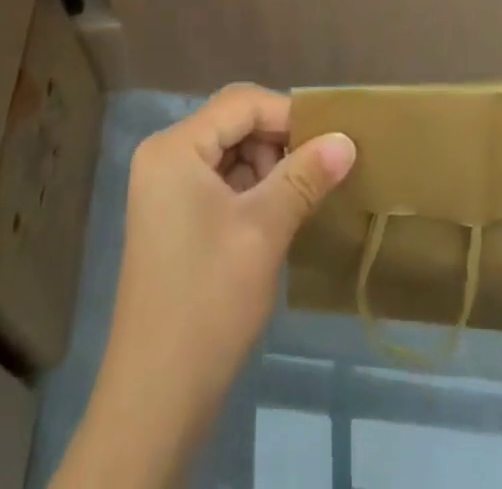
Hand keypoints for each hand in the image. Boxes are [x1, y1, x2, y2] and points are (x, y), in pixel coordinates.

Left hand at [53, 84, 354, 488]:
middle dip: (280, 142)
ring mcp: (167, 188)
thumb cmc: (207, 301)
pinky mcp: (175, 217)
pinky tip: (281, 215)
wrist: (155, 399)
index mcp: (175, 147)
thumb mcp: (263, 230)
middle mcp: (165, 155)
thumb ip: (306, 175)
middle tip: (321, 171)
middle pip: (235, 123)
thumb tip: (347, 139)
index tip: (332, 140)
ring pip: (232, 152)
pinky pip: (222, 181)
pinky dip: (254, 190)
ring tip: (305, 196)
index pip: (242, 103)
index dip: (289, 115)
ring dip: (271, 167)